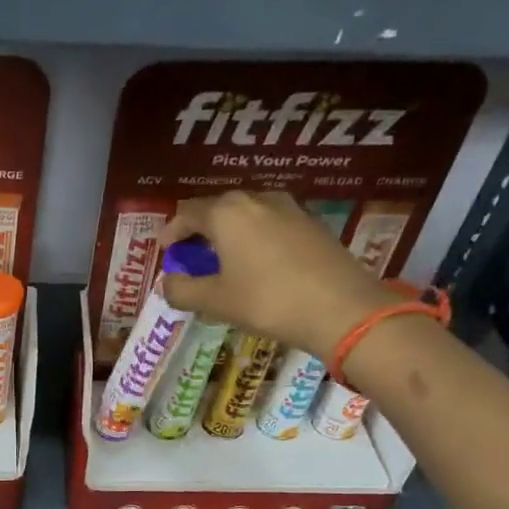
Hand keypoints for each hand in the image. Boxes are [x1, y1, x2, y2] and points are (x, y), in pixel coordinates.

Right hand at [160, 190, 392, 356]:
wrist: (342, 309)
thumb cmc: (267, 301)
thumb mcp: (215, 301)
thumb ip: (182, 290)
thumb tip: (167, 283)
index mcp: (227, 212)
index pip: (187, 212)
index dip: (172, 232)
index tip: (166, 252)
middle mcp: (257, 200)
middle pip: (218, 209)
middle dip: (200, 231)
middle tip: (192, 258)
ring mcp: (289, 208)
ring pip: (247, 215)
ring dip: (229, 234)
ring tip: (224, 261)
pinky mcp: (312, 224)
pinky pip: (271, 224)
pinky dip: (255, 239)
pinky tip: (257, 265)